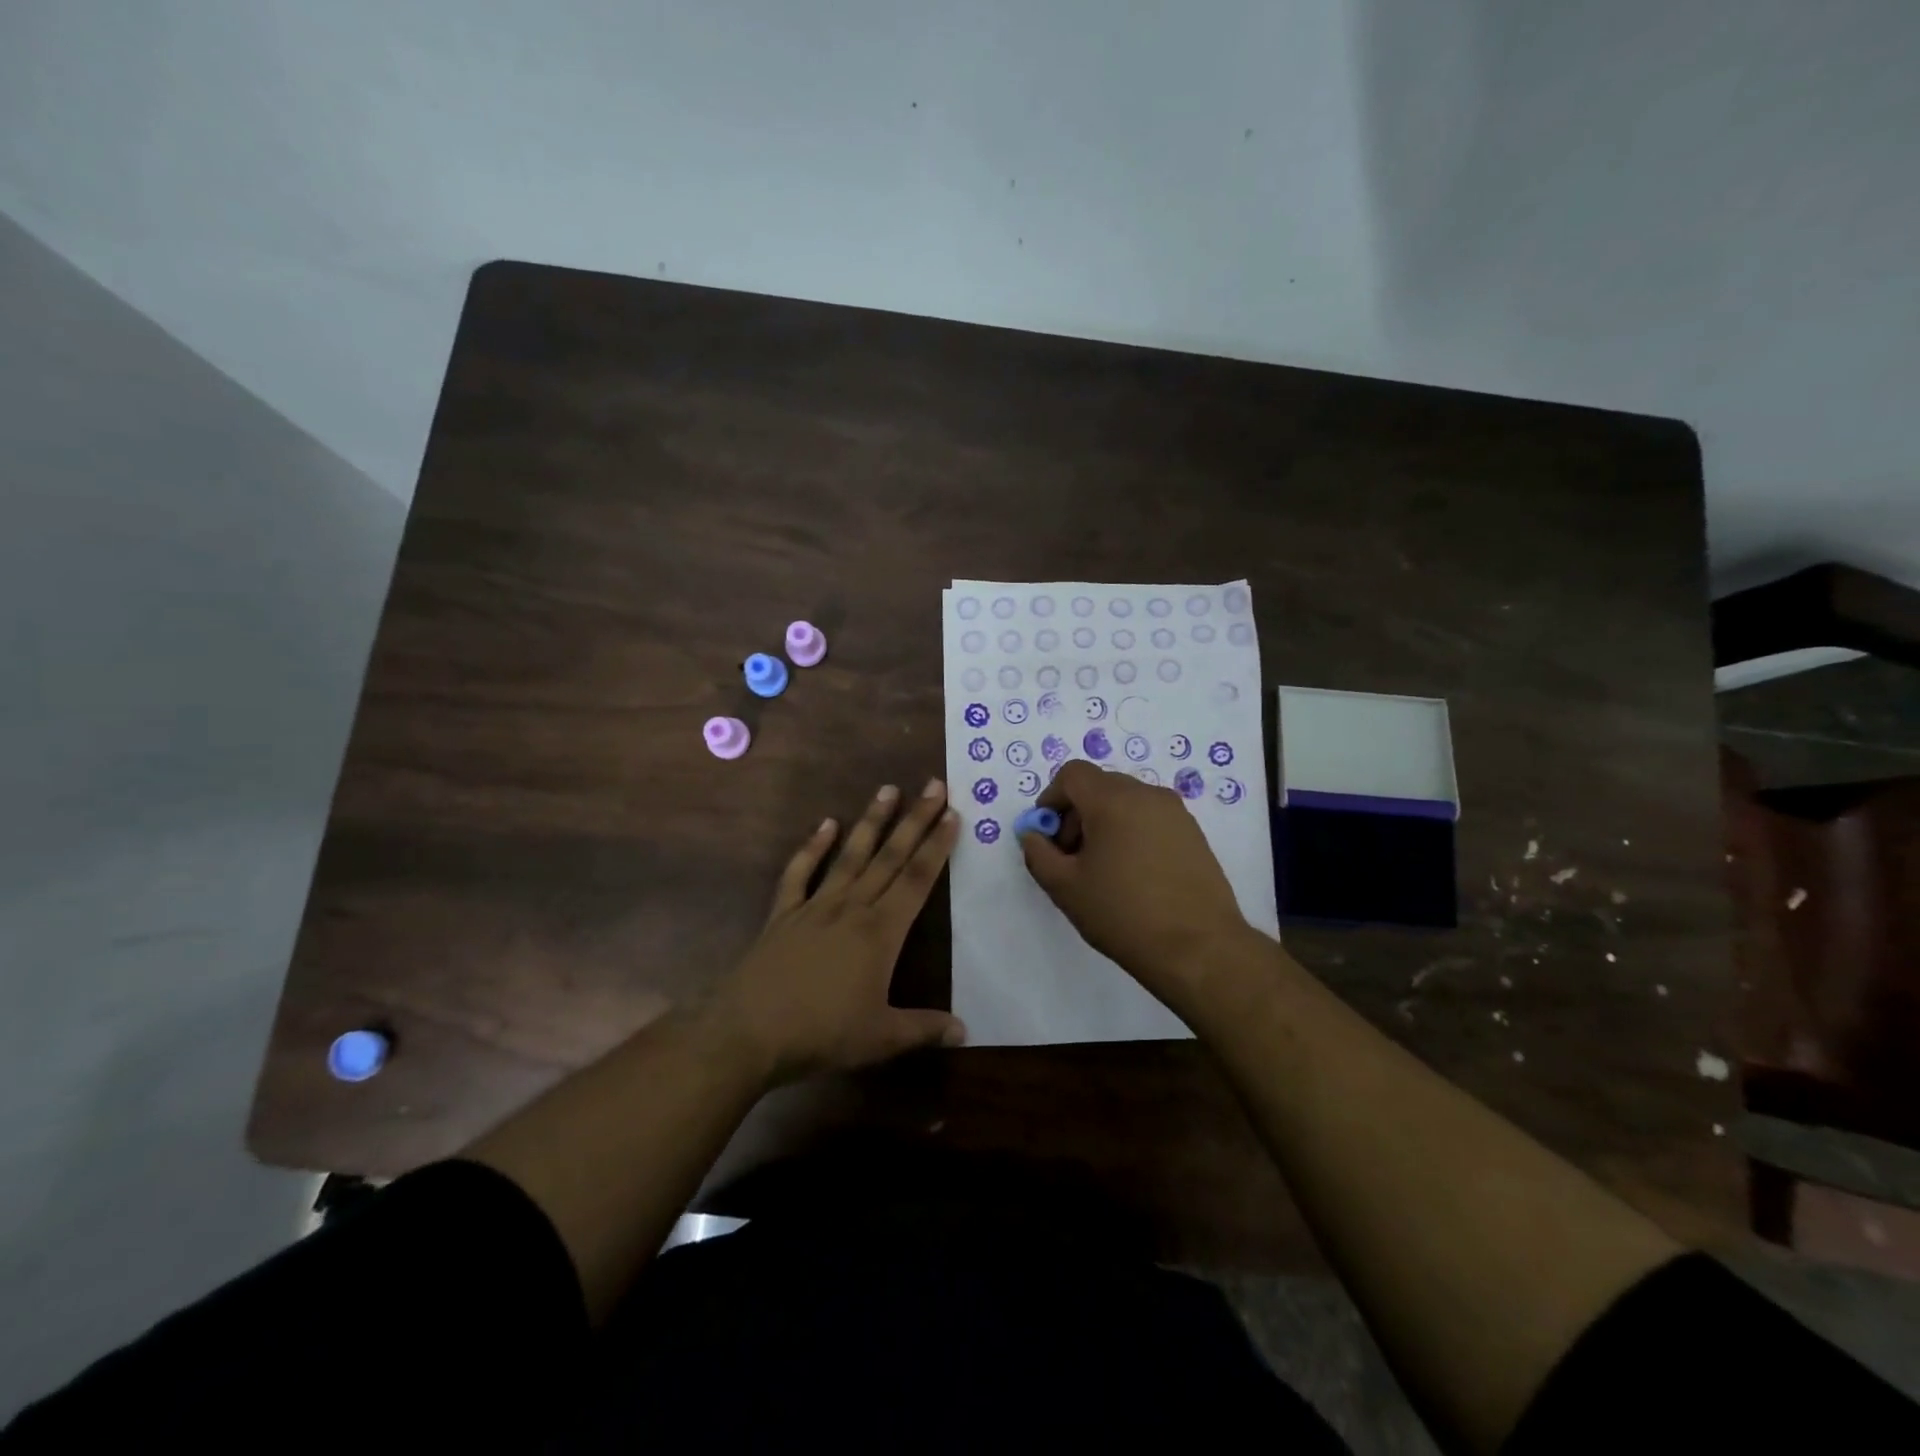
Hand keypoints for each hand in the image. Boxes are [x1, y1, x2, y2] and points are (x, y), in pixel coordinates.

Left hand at [707, 780, 965, 1084]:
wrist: (749, 1031)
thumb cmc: (821, 1033)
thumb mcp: (880, 1038)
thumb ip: (923, 1029)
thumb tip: (964, 1031)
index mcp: (880, 932)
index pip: (917, 880)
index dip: (937, 846)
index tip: (952, 814)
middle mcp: (851, 908)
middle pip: (889, 857)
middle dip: (915, 820)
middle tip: (933, 785)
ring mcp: (815, 906)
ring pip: (850, 855)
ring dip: (871, 822)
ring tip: (887, 789)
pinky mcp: (784, 914)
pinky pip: (800, 873)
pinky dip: (812, 848)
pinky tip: (825, 824)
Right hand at [1020, 760, 1254, 1008]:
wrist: (1198, 948)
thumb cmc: (1123, 913)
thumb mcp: (1065, 888)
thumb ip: (1038, 854)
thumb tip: (1033, 835)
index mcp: (1113, 800)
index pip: (1073, 774)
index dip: (1051, 799)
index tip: (1048, 836)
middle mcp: (1147, 795)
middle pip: (1100, 786)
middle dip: (1076, 813)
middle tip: (1071, 856)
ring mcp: (1176, 813)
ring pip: (1127, 802)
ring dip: (1105, 823)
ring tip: (1103, 869)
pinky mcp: (1194, 834)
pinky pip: (1151, 818)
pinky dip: (1132, 833)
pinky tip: (1134, 875)